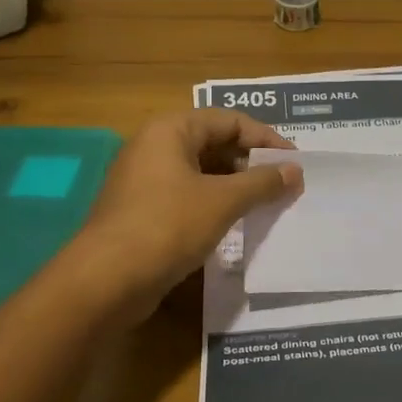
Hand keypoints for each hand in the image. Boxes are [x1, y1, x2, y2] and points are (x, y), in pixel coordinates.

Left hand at [73, 110, 300, 319]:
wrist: (106, 281)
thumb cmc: (168, 226)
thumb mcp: (223, 201)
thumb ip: (263, 182)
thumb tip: (295, 171)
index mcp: (170, 130)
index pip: (230, 120)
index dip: (267, 139)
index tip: (295, 163)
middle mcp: (155, 147)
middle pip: (215, 143)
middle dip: (253, 163)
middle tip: (285, 184)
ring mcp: (146, 180)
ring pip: (203, 173)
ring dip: (237, 185)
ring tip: (269, 204)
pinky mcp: (144, 211)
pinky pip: (189, 196)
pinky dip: (216, 204)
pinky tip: (238, 222)